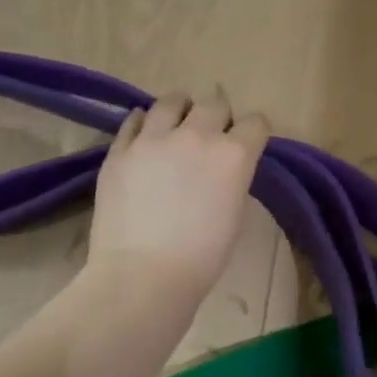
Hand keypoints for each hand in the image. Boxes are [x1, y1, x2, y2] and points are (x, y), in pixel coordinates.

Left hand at [88, 86, 269, 299]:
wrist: (143, 274)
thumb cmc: (202, 258)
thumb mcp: (235, 215)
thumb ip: (233, 180)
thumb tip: (223, 169)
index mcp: (234, 155)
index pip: (255, 123)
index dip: (253, 133)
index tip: (248, 143)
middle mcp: (196, 135)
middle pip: (214, 103)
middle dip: (218, 115)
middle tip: (212, 134)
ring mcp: (153, 138)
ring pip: (171, 101)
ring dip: (180, 109)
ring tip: (176, 123)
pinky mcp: (120, 149)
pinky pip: (133, 120)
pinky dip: (143, 123)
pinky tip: (145, 134)